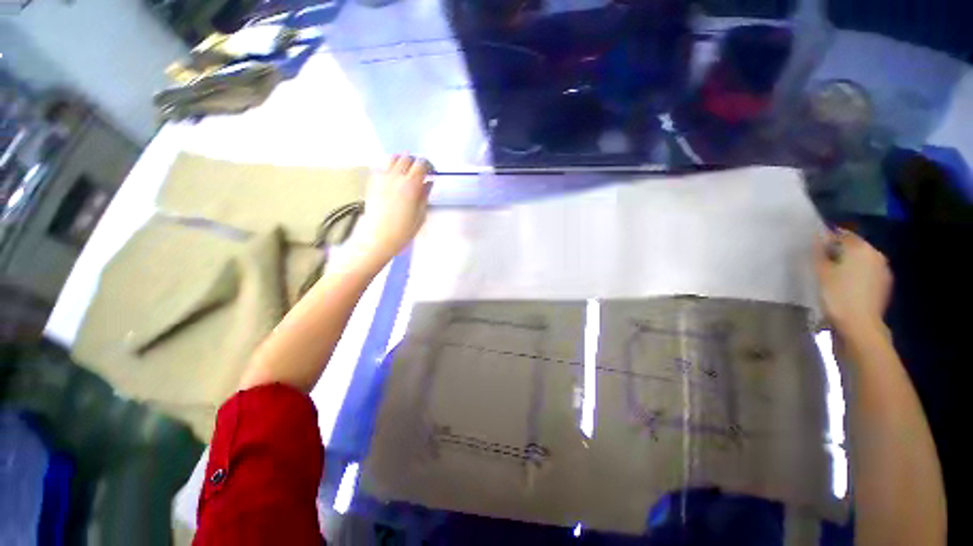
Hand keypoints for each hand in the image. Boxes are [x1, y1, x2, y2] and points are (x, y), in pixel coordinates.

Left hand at [350, 155, 431, 266]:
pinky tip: (393, 175)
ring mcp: (382, 178)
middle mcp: (396, 177)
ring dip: (402, 161)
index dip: (428, 165)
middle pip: (408, 158)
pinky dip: (389, 166)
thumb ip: (425, 195)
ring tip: (406, 170)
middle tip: (420, 171)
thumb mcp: (421, 214)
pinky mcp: (372, 182)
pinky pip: (381, 166)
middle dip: (416, 162)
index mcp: (411, 185)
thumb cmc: (403, 230)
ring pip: (393, 158)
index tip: (431, 171)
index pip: (422, 164)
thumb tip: (428, 183)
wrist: (378, 236)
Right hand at [816, 228, 891, 336]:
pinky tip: (848, 285)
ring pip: (863, 259)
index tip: (815, 247)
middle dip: (840, 251)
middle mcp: (875, 253)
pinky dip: (859, 274)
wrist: (860, 324)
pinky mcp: (885, 284)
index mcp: (860, 247)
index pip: (842, 234)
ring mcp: (883, 269)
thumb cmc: (837, 295)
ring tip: (835, 274)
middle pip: (855, 246)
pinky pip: (869, 272)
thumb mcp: (821, 272)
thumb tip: (817, 237)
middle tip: (823, 262)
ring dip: (850, 263)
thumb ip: (819, 252)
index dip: (828, 238)